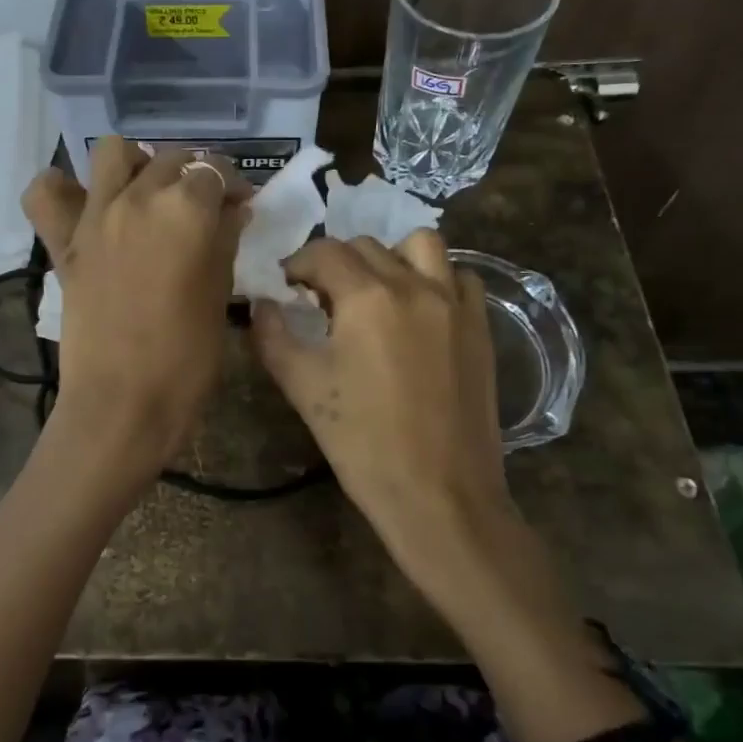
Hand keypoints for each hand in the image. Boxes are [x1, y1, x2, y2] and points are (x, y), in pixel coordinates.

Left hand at [21, 138, 249, 467]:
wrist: (123, 402)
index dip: (232, 186)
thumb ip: (225, 240)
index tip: (239, 207)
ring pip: (113, 152)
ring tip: (147, 195)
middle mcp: (139, 197)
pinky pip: (46, 193)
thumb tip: (232, 211)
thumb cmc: (187, 357)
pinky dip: (62, 188)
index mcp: (186, 209)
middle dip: (192, 177)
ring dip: (135, 165)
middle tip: (202, 210)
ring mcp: (95, 215)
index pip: (215, 172)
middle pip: (171, 160)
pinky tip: (84, 205)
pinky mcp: (64, 242)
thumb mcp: (219, 293)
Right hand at [249, 230, 575, 630]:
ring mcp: (455, 304)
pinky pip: (459, 278)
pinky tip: (419, 311)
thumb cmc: (363, 442)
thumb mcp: (302, 388)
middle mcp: (415, 285)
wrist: (440, 495)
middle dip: (336, 262)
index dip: (297, 264)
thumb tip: (261, 305)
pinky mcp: (480, 328)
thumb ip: (272, 336)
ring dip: (390, 257)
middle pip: (367, 246)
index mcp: (367, 297)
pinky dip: (435, 279)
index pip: (324, 252)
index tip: (286, 286)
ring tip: (375, 292)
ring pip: (421, 246)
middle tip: (321, 298)